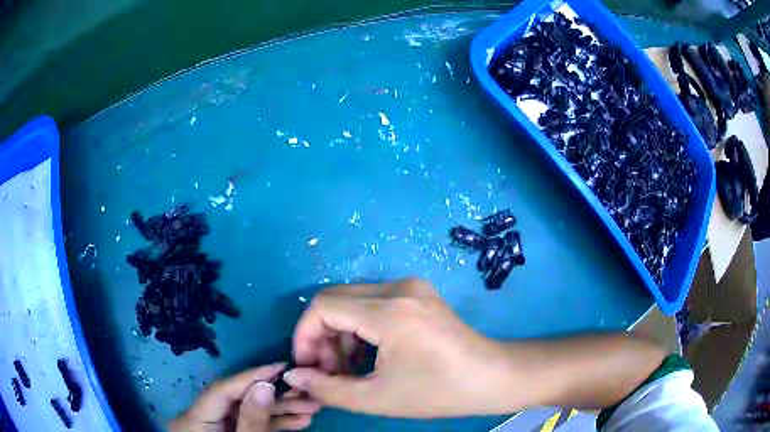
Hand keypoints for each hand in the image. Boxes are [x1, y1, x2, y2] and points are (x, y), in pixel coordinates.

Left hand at [171, 363, 320, 430]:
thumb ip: (252, 420)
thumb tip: (265, 384)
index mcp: (194, 419)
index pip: (222, 389)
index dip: (252, 376)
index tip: (282, 366)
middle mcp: (200, 417)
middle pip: (237, 399)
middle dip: (273, 397)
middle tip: (305, 393)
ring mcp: (214, 425)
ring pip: (246, 411)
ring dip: (278, 411)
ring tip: (310, 409)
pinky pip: (247, 423)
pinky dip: (271, 423)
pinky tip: (298, 422)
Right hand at [284, 278, 508, 417]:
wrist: (491, 377)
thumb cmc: (438, 392)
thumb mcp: (377, 398)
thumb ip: (327, 389)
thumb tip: (292, 377)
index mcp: (390, 311)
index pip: (323, 307)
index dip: (304, 336)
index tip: (307, 366)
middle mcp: (398, 288)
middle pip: (335, 300)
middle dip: (321, 336)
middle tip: (327, 371)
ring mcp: (410, 286)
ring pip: (352, 300)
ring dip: (340, 333)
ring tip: (348, 368)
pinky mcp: (417, 293)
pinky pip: (372, 302)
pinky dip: (360, 327)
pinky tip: (368, 354)